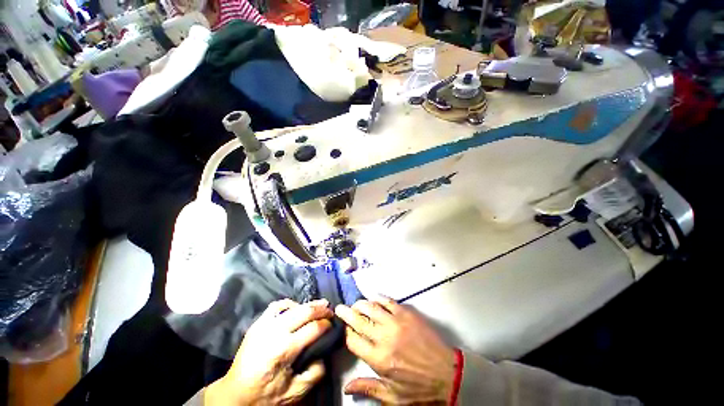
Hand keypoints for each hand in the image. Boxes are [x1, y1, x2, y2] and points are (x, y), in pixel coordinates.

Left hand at [205, 299, 332, 405]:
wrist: (235, 395)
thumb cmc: (266, 395)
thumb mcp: (295, 392)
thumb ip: (316, 372)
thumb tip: (325, 352)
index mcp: (284, 350)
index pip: (314, 328)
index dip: (327, 324)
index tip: (333, 325)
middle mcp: (274, 331)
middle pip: (305, 311)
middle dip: (321, 309)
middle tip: (331, 311)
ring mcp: (264, 325)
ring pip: (293, 305)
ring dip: (308, 304)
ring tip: (319, 305)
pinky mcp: (257, 323)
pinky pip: (277, 306)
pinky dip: (290, 304)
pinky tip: (297, 308)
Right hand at [335, 297, 456, 404]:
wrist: (447, 373)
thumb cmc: (419, 387)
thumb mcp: (393, 396)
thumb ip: (369, 388)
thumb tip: (347, 388)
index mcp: (379, 359)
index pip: (353, 341)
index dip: (346, 333)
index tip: (344, 329)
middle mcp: (384, 337)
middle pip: (359, 321)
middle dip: (347, 313)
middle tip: (340, 307)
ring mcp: (396, 322)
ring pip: (372, 307)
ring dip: (361, 304)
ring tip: (355, 304)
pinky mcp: (407, 313)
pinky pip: (388, 301)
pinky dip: (378, 298)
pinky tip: (374, 298)